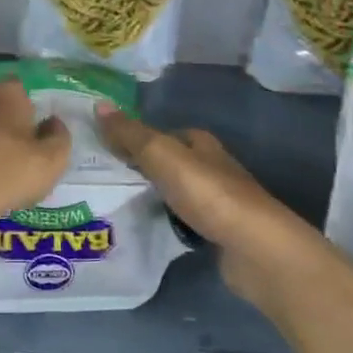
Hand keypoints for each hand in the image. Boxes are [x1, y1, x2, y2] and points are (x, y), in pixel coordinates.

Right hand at [95, 104, 322, 316]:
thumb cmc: (207, 193)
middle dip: (143, 169)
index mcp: (201, 143)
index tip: (106, 150)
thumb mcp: (161, 155)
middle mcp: (212, 167)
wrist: (254, 248)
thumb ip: (130, 134)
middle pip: (170, 163)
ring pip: (177, 193)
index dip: (136, 139)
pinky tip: (149, 231)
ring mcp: (218, 202)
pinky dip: (167, 223)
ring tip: (118, 205)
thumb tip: (98, 104)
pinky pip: (184, 221)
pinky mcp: (219, 233)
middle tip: (106, 179)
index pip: (163, 134)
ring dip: (154, 197)